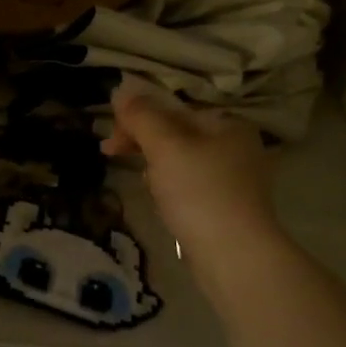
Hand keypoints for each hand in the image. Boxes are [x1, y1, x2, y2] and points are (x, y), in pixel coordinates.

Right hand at [102, 80, 279, 255]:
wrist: (234, 256)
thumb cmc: (199, 192)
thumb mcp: (165, 146)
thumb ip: (141, 116)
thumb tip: (121, 89)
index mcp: (228, 125)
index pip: (173, 110)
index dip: (136, 118)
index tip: (109, 139)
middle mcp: (236, 147)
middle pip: (177, 134)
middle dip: (142, 143)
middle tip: (110, 154)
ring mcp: (233, 181)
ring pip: (180, 162)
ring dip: (154, 167)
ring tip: (143, 184)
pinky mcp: (226, 209)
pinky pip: (189, 188)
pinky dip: (170, 190)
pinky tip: (160, 203)